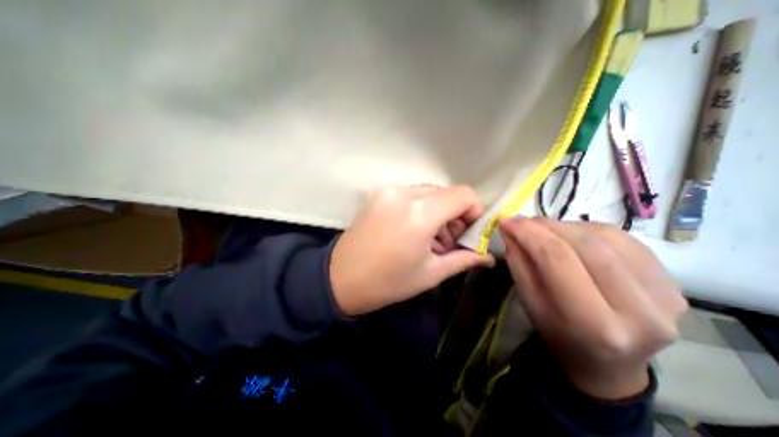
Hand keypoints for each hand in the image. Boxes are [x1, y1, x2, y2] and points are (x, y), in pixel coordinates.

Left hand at [332, 185, 494, 313]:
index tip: (467, 233)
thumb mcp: (431, 273)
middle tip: (447, 241)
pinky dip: (419, 208)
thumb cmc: (389, 281)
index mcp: (420, 213)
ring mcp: (388, 190)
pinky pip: (410, 194)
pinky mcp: (378, 193)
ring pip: (428, 192)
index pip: (464, 194)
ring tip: (429, 239)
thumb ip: (464, 259)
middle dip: (454, 214)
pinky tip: (411, 230)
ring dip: (436, 212)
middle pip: (446, 192)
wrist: (341, 278)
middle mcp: (404, 193)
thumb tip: (488, 256)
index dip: (473, 211)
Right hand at [498, 219, 686, 399]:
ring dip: (566, 226)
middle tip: (523, 221)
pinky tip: (572, 236)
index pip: (558, 259)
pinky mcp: (674, 284)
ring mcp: (666, 297)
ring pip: (607, 237)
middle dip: (547, 226)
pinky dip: (590, 230)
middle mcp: (639, 312)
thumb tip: (511, 228)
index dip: (529, 233)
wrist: (608, 363)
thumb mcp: (529, 303)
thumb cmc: (558, 334)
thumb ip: (519, 263)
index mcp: (595, 325)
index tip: (507, 220)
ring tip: (544, 230)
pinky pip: (625, 240)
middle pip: (586, 245)